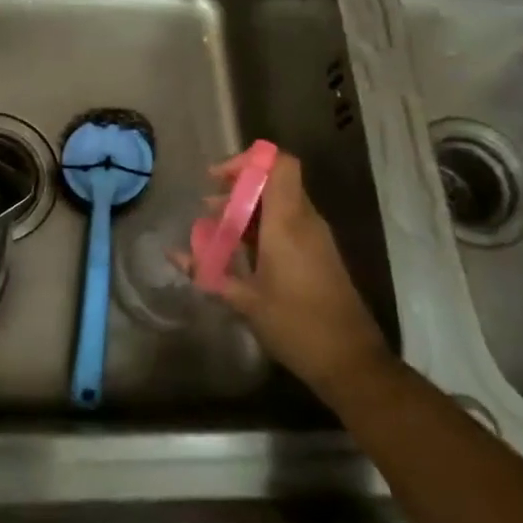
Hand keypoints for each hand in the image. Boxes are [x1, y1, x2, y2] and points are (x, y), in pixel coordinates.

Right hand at [183, 147, 392, 404]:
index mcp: (288, 223)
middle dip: (238, 187)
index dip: (248, 161)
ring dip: (247, 209)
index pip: (279, 165)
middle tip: (207, 208)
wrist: (350, 361)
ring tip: (216, 230)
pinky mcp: (319, 254)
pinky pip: (288, 224)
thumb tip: (173, 253)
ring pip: (279, 203)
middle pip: (274, 181)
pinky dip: (261, 227)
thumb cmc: (295, 325)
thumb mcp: (244, 300)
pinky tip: (239, 251)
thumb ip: (206, 271)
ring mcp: (315, 238)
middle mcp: (305, 221)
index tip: (217, 179)